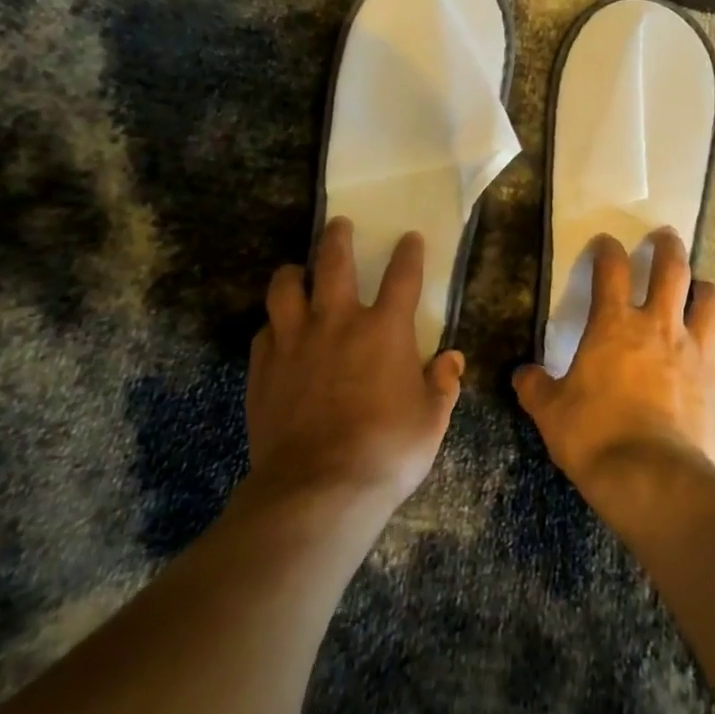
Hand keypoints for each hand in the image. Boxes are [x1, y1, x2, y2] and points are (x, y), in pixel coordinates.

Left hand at [247, 218, 463, 513]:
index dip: (409, 252)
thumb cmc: (387, 451)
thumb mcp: (431, 420)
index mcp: (385, 329)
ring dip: (293, 272)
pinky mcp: (263, 367)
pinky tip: (278, 331)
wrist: (318, 489)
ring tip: (297, 271)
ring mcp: (295, 341)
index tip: (410, 237)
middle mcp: (338, 322)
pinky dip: (274, 324)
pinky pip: (264, 330)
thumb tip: (451, 359)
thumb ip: (443, 384)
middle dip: (338, 237)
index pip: (402, 276)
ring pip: (285, 287)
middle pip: (334, 262)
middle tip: (339, 224)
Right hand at [513, 229, 714, 503]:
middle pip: (672, 268)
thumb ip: (537, 388)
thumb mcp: (551, 413)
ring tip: (699, 287)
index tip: (606, 243)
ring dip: (704, 288)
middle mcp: (660, 327)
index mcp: (615, 326)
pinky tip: (705, 357)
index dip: (607, 249)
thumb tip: (523, 376)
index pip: (611, 269)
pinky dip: (711, 346)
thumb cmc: (595, 437)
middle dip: (668, 246)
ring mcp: (696, 352)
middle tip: (665, 237)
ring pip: (710, 301)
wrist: (654, 479)